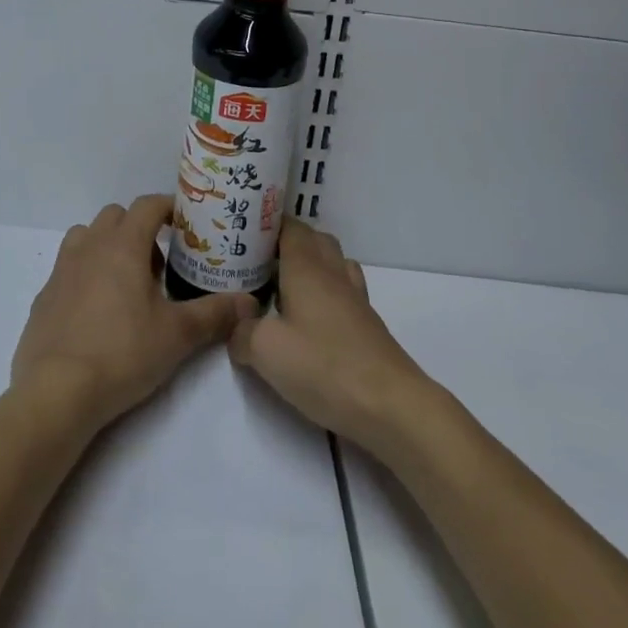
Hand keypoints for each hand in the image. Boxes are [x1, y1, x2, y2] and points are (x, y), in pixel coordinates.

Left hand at [11, 195, 254, 435]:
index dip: (168, 207)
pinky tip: (96, 312)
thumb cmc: (122, 353)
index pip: (148, 205)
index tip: (185, 224)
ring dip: (107, 246)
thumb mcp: (177, 335)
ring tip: (125, 282)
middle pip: (116, 216)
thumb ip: (214, 314)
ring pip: (87, 236)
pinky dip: (84, 275)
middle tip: (159, 264)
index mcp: (123, 245)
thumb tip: (249, 303)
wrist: (56, 392)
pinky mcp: (44, 296)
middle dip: (139, 228)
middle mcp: (90, 246)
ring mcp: (62, 269)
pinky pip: (68, 269)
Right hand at [228, 218, 435, 454]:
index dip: (267, 223)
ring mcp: (354, 297)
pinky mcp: (367, 324)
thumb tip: (237, 327)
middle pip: (313, 239)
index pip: (289, 226)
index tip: (243, 231)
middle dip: (287, 241)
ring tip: (283, 286)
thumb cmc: (324, 366)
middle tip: (257, 261)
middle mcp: (332, 272)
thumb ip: (242, 332)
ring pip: (332, 262)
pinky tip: (311, 318)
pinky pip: (343, 289)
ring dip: (310, 264)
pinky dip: (326, 291)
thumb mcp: (265, 351)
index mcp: (306, 267)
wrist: (390, 405)